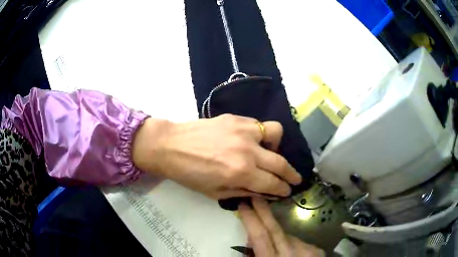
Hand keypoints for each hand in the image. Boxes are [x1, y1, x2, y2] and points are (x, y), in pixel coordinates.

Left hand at [132, 114, 301, 198]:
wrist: (170, 145)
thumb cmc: (189, 174)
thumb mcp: (216, 193)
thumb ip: (244, 192)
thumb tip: (265, 192)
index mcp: (241, 173)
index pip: (273, 183)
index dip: (283, 189)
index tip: (288, 191)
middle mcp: (248, 151)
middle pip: (281, 163)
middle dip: (292, 174)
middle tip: (294, 179)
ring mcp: (244, 130)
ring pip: (277, 133)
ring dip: (278, 147)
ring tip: (270, 154)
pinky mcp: (236, 118)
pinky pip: (259, 124)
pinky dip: (262, 134)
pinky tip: (253, 141)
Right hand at [239, 198, 324, 256]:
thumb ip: (256, 255)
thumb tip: (252, 240)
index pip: (260, 236)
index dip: (251, 219)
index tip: (243, 204)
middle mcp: (292, 254)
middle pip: (275, 229)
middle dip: (263, 212)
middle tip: (255, 197)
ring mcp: (308, 251)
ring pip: (287, 236)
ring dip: (278, 236)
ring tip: (274, 244)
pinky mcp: (316, 250)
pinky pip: (298, 242)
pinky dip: (290, 244)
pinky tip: (289, 252)